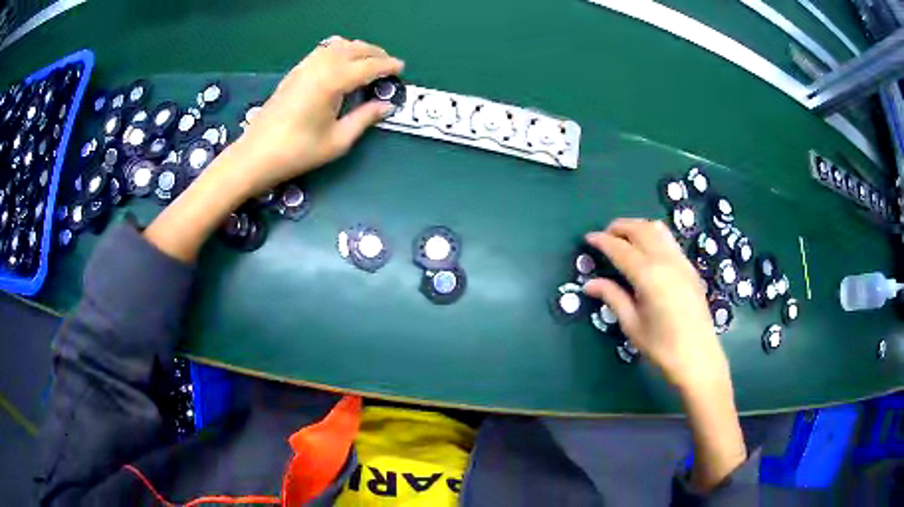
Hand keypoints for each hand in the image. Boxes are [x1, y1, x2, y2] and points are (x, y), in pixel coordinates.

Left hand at [144, 37, 402, 262]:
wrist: (255, 155)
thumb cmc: (298, 152)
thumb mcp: (337, 140)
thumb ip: (364, 118)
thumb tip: (385, 106)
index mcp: (333, 81)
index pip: (368, 66)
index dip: (387, 66)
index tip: (401, 69)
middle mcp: (320, 66)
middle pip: (353, 48)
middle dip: (375, 52)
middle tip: (388, 64)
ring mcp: (304, 67)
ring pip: (337, 46)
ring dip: (356, 49)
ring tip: (368, 61)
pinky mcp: (294, 73)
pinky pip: (322, 51)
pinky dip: (338, 51)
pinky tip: (341, 64)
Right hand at [583, 219, 728, 390]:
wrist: (698, 358)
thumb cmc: (661, 347)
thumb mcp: (632, 324)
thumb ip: (612, 297)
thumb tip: (589, 284)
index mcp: (648, 276)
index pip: (620, 248)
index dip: (602, 241)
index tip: (587, 239)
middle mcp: (666, 260)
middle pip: (640, 229)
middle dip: (619, 227)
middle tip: (604, 237)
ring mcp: (681, 261)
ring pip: (657, 229)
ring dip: (638, 227)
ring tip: (625, 239)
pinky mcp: (690, 267)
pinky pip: (669, 240)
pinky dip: (653, 236)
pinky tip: (647, 252)